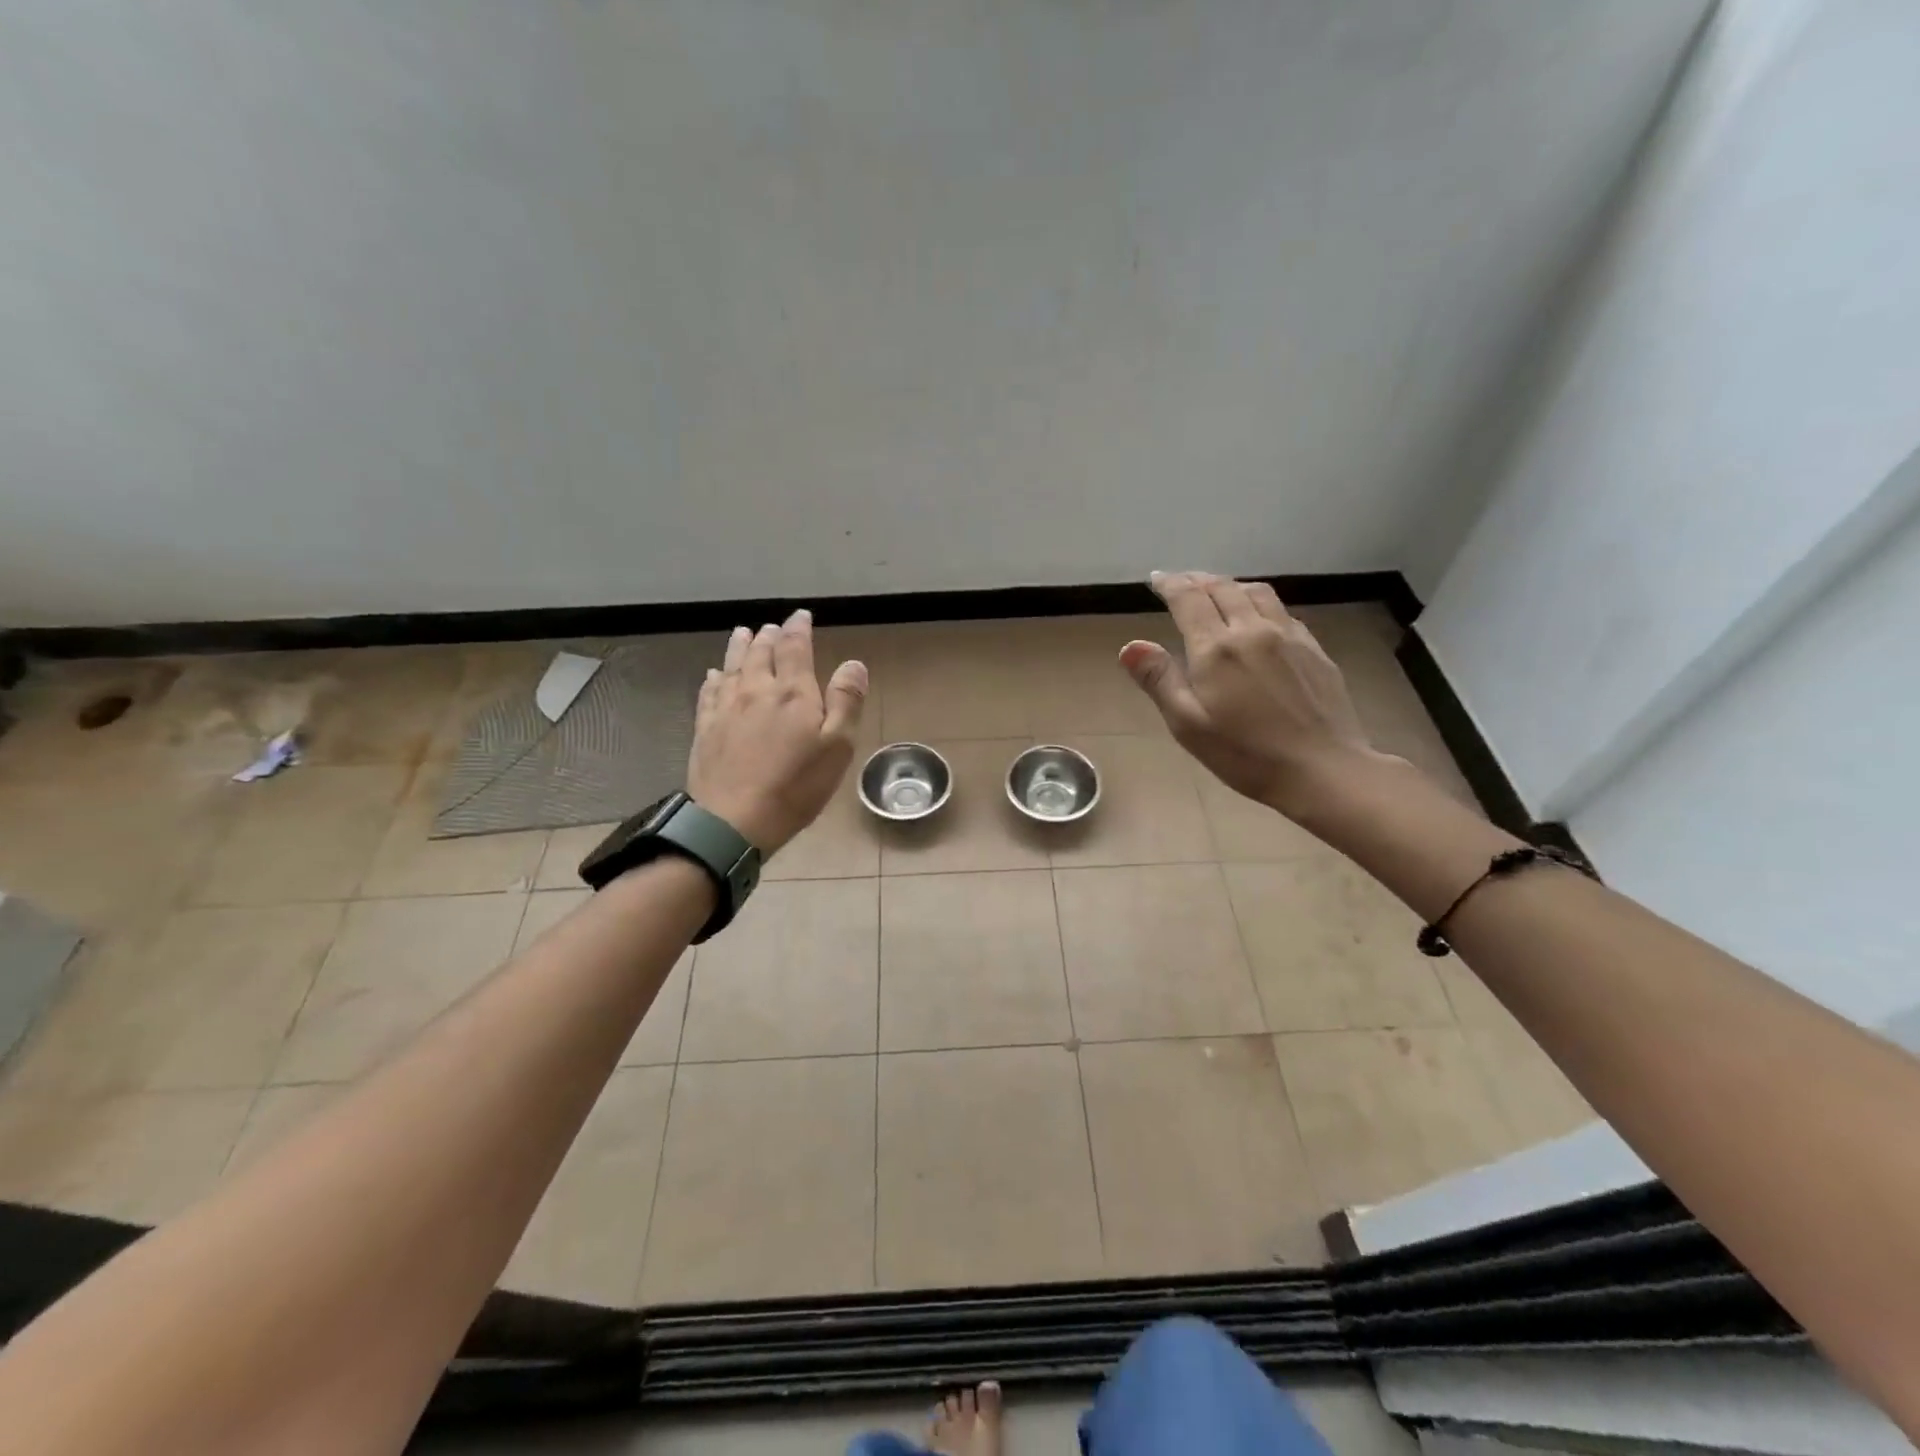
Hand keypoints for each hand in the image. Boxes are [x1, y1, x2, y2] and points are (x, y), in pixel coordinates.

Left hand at [688, 609, 868, 853]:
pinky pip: (709, 691)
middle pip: (760, 652)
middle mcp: (756, 690)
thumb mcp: (837, 747)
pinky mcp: (705, 728)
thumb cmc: (796, 786)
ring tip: (743, 633)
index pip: (794, 648)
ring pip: (732, 666)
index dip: (798, 628)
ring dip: (740, 647)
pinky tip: (714, 674)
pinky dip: (714, 677)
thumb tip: (853, 663)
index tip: (801, 616)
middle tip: (772, 627)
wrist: (733, 820)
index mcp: (792, 693)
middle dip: (769, 636)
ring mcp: (726, 708)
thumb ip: (845, 701)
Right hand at [1120, 572, 1384, 818]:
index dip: (1170, 585)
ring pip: (1256, 593)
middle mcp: (1252, 630)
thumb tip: (1131, 645)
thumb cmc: (1245, 753)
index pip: (1188, 600)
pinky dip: (1259, 603)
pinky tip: (1259, 617)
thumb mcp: (1188, 725)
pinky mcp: (1314, 649)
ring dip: (1230, 585)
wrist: (1322, 768)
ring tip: (1217, 590)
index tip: (1156, 580)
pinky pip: (1282, 611)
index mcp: (1216, 648)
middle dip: (1197, 580)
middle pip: (1223, 588)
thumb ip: (1159, 680)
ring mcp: (1289, 636)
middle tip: (1181, 582)